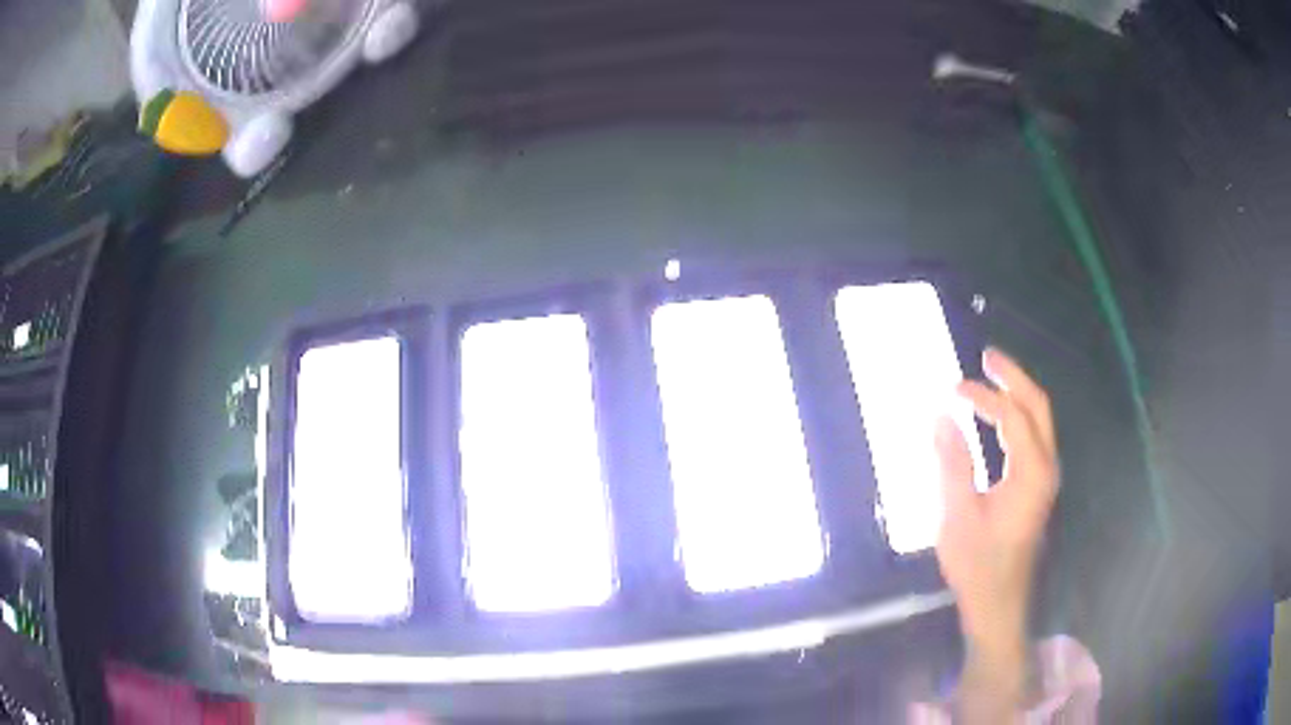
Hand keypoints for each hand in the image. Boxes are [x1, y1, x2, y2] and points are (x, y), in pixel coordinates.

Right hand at [934, 347, 1058, 718]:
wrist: (998, 601)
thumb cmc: (977, 564)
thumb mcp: (957, 516)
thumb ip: (952, 464)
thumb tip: (941, 416)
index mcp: (1031, 473)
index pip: (1011, 417)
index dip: (984, 397)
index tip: (952, 390)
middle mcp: (1046, 467)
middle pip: (1038, 407)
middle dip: (1014, 377)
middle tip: (986, 357)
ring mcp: (1046, 476)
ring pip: (1040, 419)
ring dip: (1018, 393)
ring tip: (992, 375)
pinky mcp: (1038, 485)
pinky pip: (1034, 435)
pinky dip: (1018, 414)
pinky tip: (999, 415)